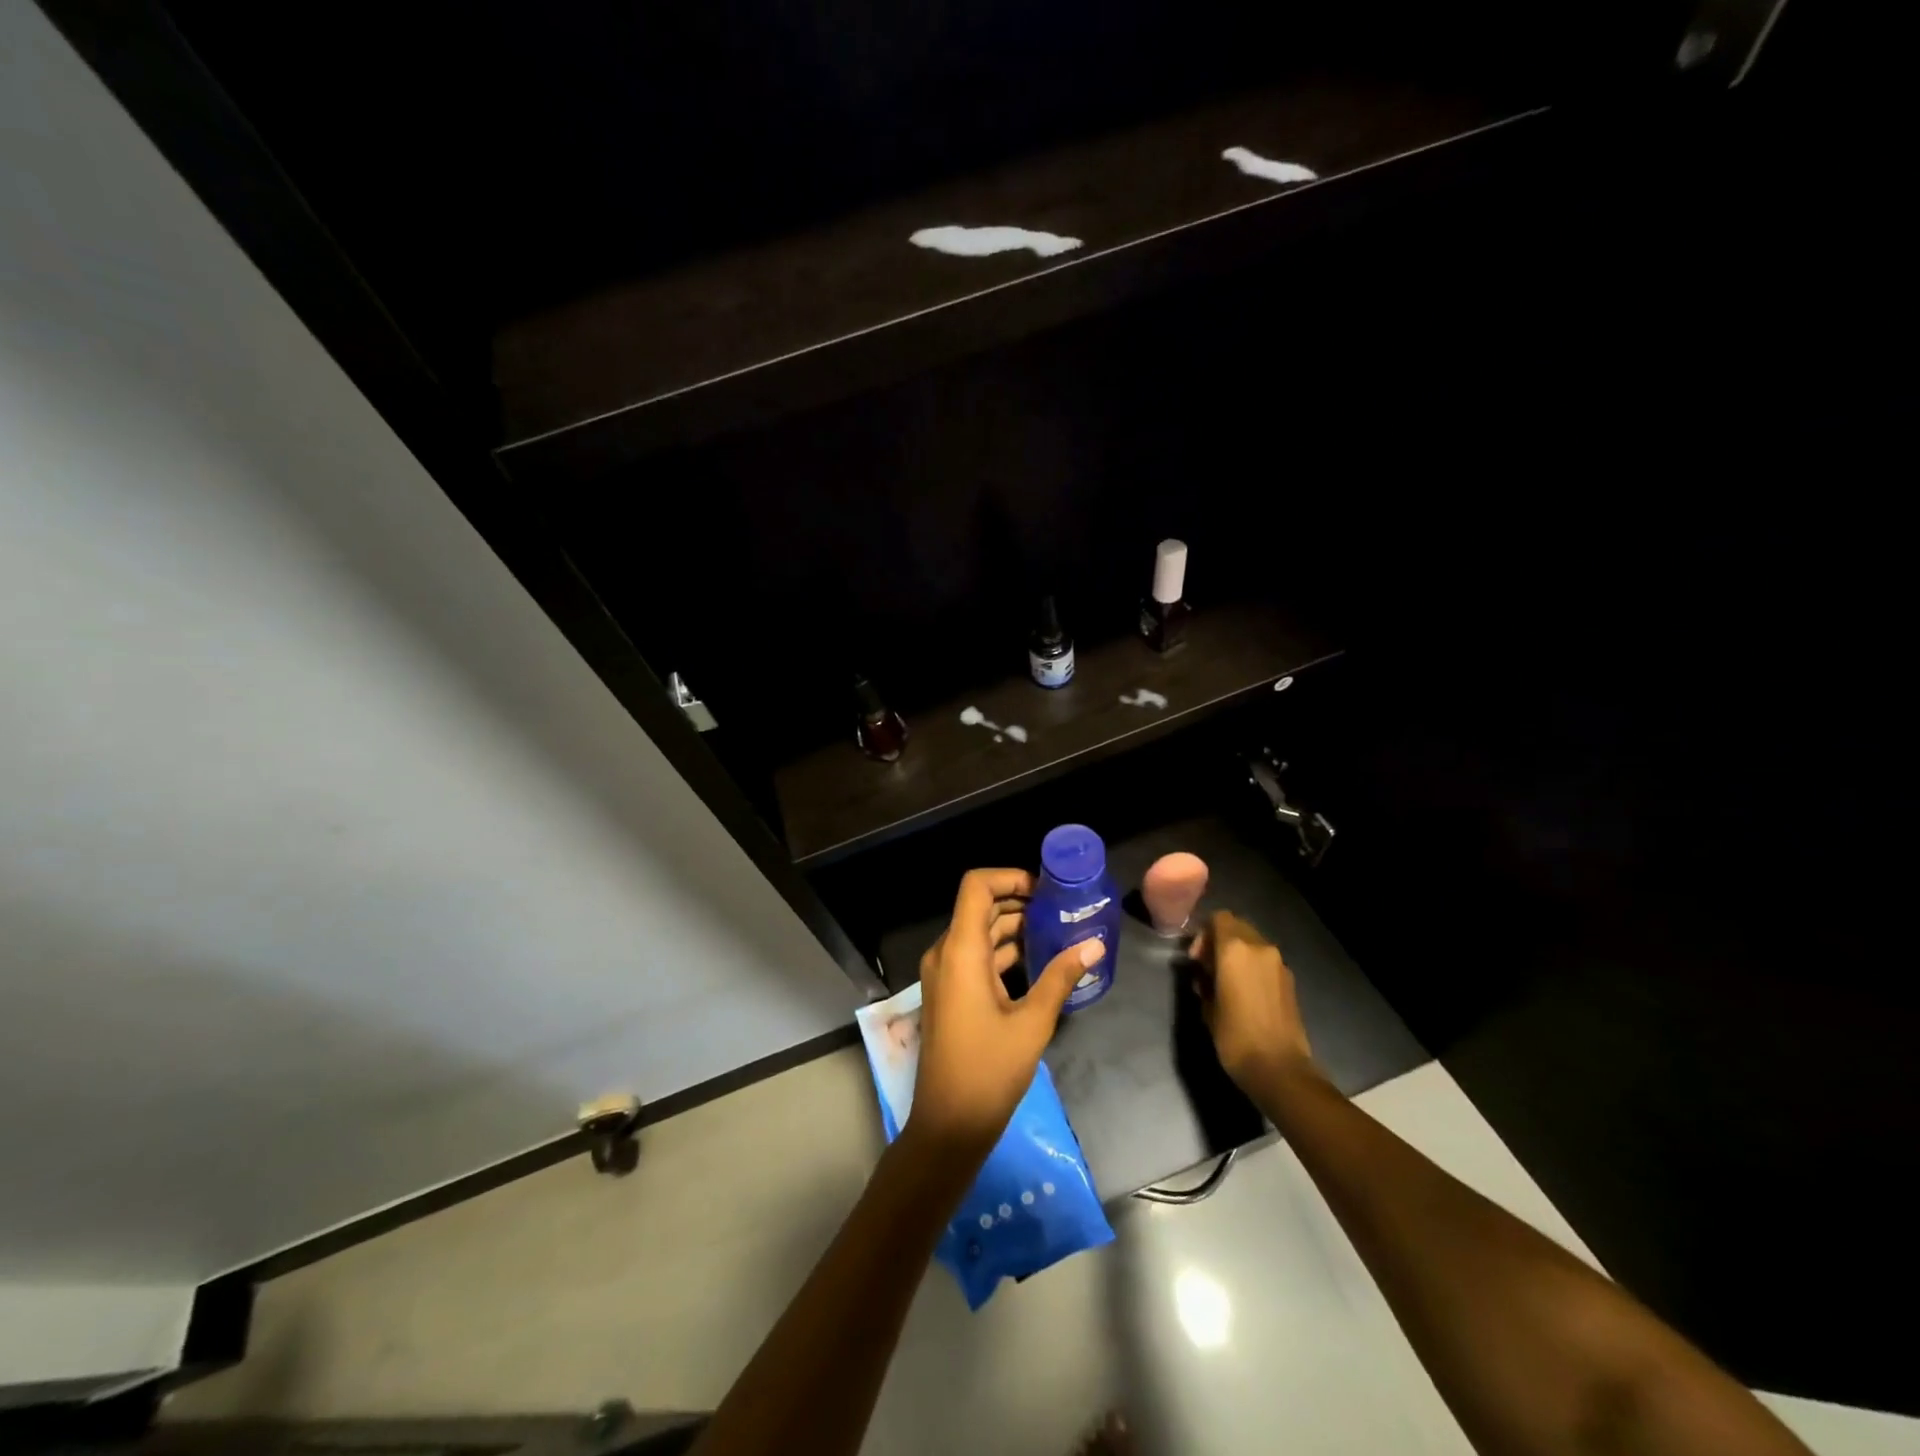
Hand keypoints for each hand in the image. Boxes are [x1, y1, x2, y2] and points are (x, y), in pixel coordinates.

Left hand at [909, 868, 1107, 1160]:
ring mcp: (945, 974)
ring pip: (980, 932)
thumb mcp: (1032, 1022)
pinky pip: (977, 957)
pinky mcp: (951, 993)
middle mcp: (946, 953)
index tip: (1045, 889)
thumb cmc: (989, 1071)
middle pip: (980, 906)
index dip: (1009, 877)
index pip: (976, 886)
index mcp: (961, 951)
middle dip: (1019, 901)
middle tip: (1061, 908)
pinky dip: (1004, 951)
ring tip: (1058, 930)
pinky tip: (1039, 960)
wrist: (948, 1124)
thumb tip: (1095, 944)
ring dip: (1014, 927)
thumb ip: (1061, 977)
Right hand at [1188, 910, 1313, 1090]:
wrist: (1280, 1069)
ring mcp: (1279, 963)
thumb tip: (1206, 973)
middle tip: (1208, 967)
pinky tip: (1245, 992)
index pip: (1218, 918)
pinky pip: (1265, 960)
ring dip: (1238, 953)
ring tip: (1227, 981)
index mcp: (1235, 949)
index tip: (1196, 958)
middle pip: (1237, 926)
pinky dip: (1253, 966)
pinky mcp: (1290, 980)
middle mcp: (1259, 947)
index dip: (1203, 933)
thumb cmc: (1235, 1037)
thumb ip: (1204, 980)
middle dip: (1220, 940)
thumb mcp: (1207, 1007)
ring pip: (1253, 943)